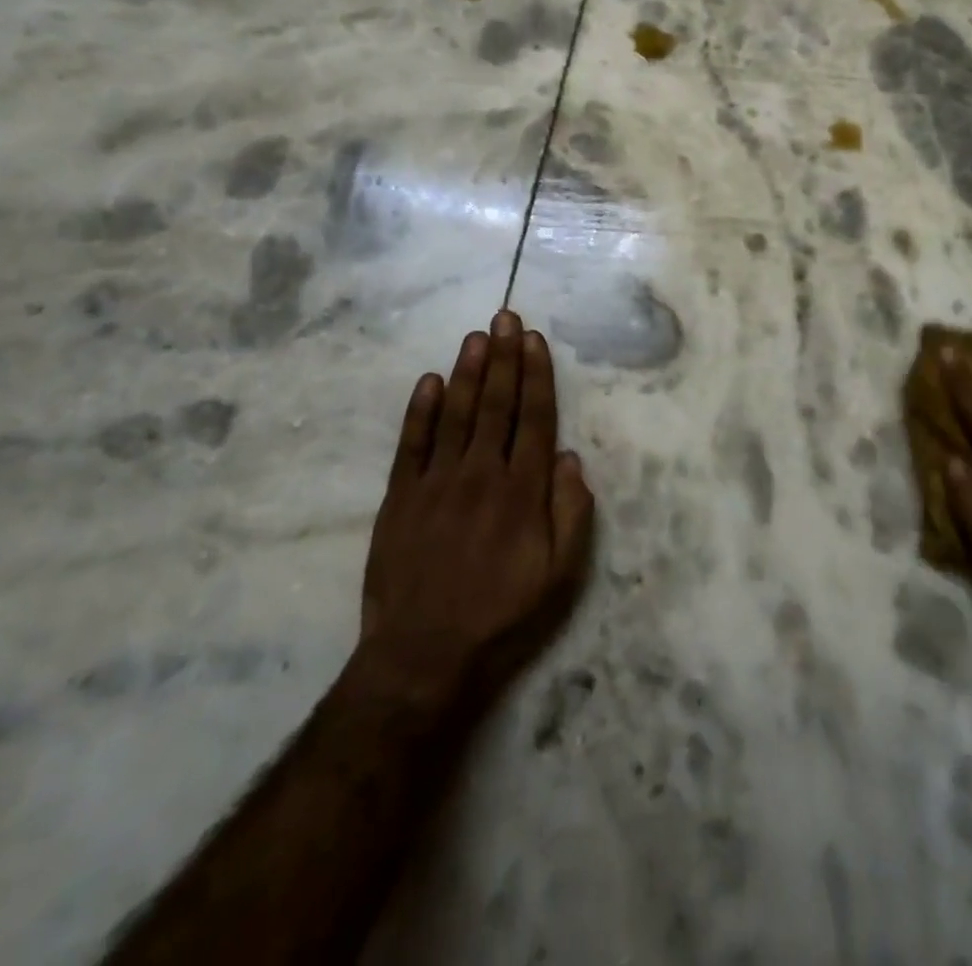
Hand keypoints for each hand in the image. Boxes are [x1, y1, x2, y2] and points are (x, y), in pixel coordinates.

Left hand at [353, 310, 594, 713]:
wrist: (423, 655)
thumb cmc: (502, 615)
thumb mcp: (560, 575)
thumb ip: (571, 513)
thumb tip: (569, 457)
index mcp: (523, 491)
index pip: (534, 419)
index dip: (537, 376)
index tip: (535, 341)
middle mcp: (481, 474)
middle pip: (497, 405)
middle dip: (504, 358)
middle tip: (506, 316)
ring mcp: (436, 483)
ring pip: (457, 414)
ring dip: (468, 371)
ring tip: (476, 336)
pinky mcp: (400, 498)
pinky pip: (411, 444)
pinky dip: (420, 411)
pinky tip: (430, 381)